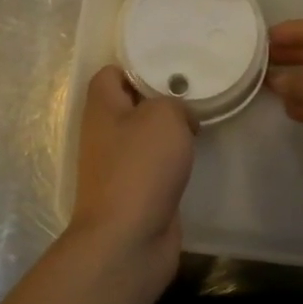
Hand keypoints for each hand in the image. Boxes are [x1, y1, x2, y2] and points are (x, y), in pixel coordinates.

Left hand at [68, 65, 196, 287]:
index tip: (170, 66)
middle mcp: (105, 134)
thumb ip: (174, 103)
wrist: (129, 237)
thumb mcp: (163, 116)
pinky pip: (155, 164)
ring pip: (144, 136)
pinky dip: (172, 159)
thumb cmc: (141, 167)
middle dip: (160, 98)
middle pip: (130, 104)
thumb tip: (179, 118)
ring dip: (169, 130)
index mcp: (102, 108)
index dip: (136, 66)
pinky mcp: (136, 191)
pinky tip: (194, 156)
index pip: (110, 74)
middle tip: (194, 92)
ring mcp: (118, 165)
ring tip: (200, 120)